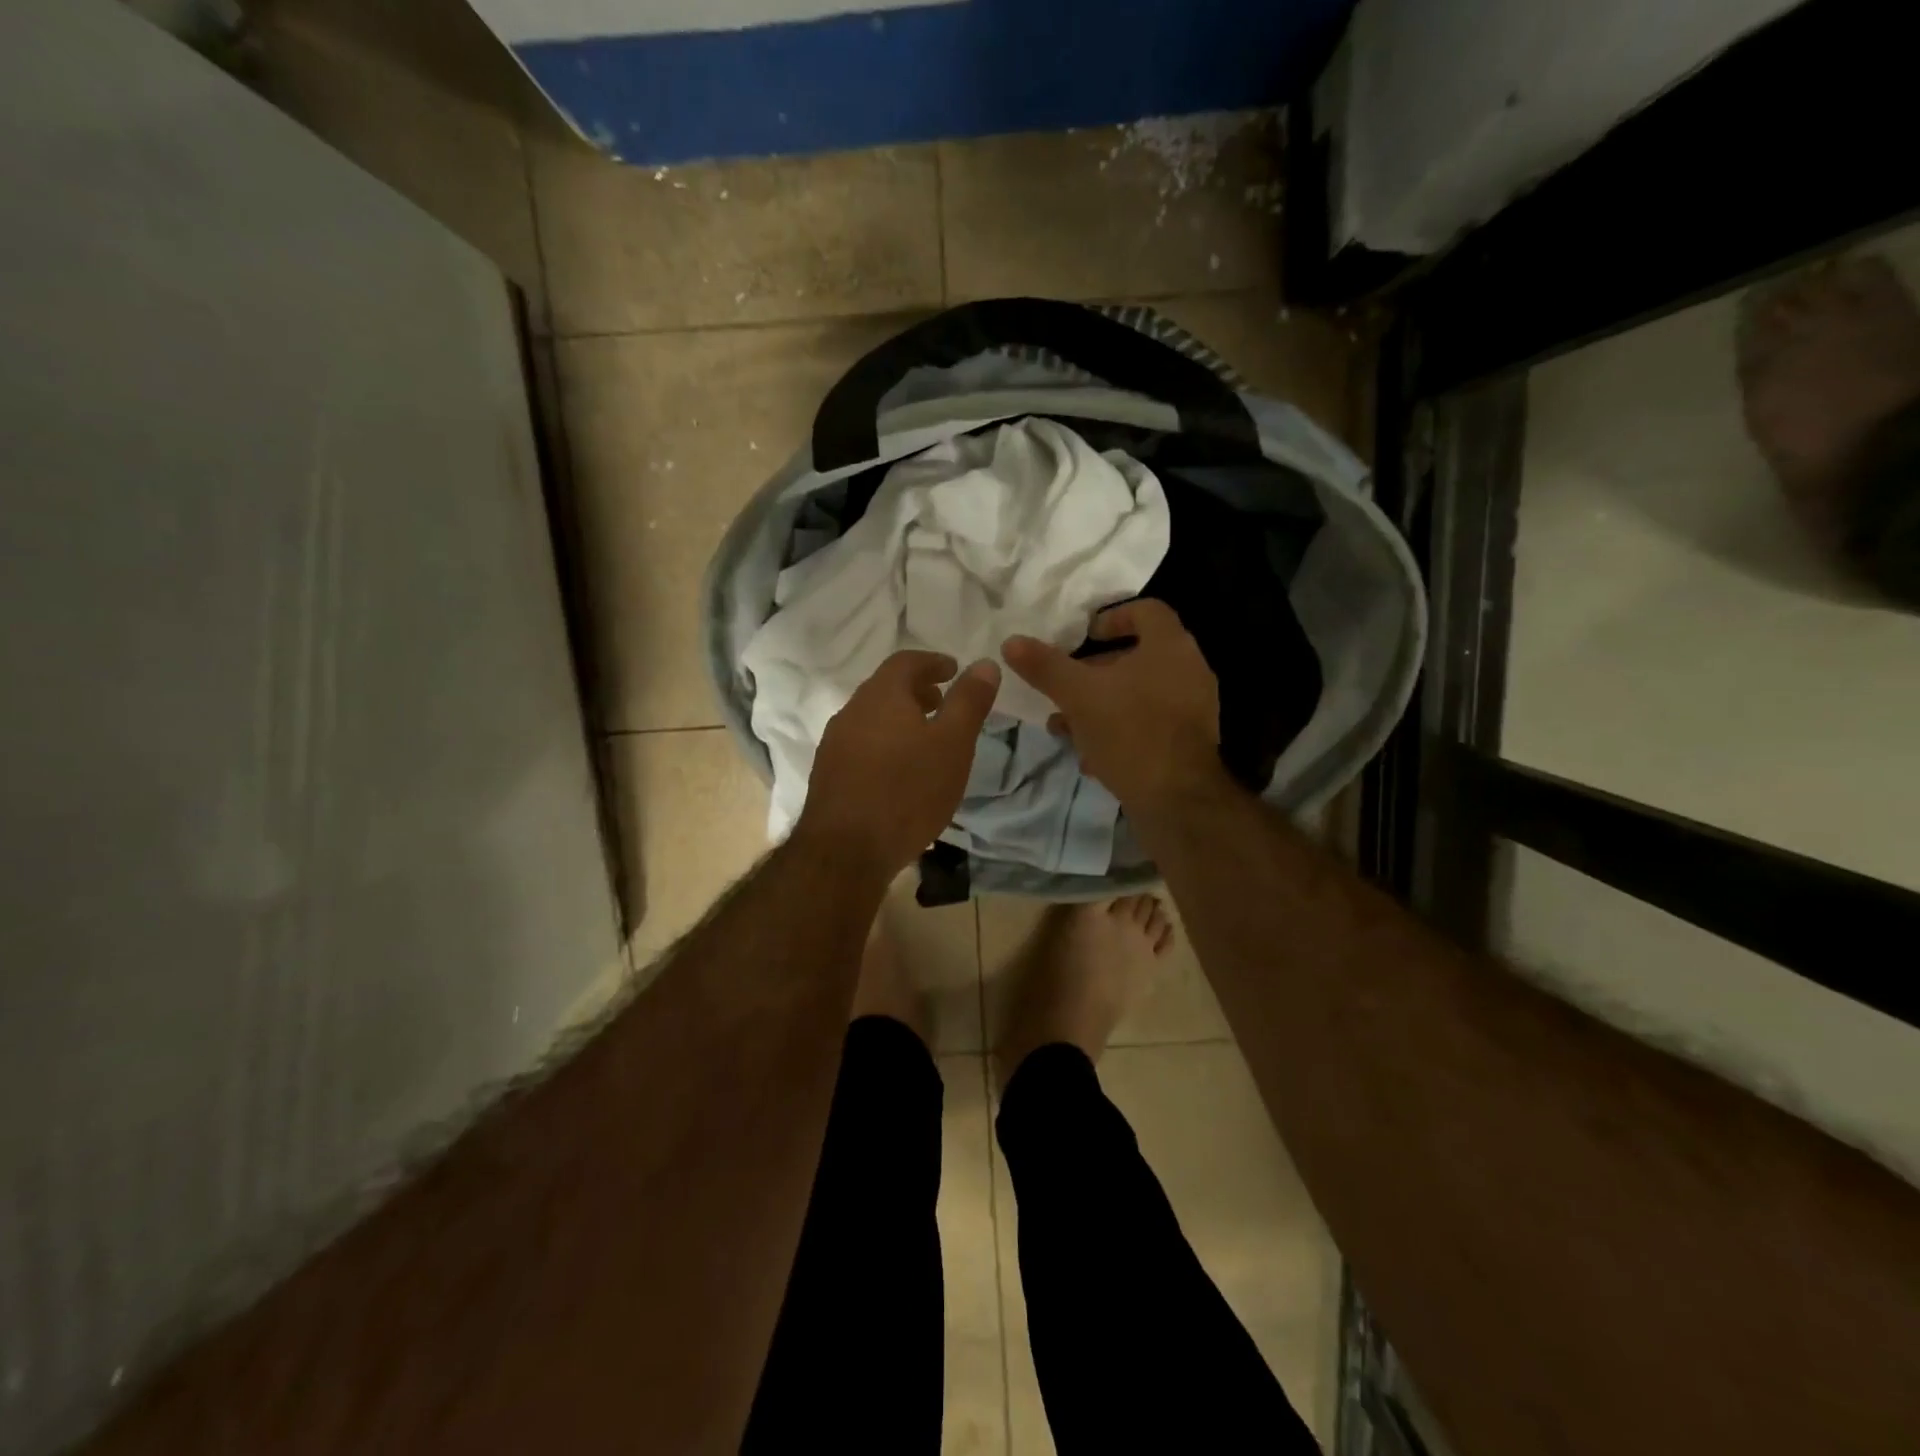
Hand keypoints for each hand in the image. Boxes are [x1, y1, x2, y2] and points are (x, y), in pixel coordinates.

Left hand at [793, 650, 999, 880]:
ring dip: (900, 718)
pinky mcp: (828, 774)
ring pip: (871, 718)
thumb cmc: (908, 791)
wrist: (846, 850)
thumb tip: (985, 663)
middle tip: (943, 702)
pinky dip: (885, 743)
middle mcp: (851, 711)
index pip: (906, 661)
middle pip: (885, 688)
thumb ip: (969, 701)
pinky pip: (861, 745)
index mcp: (881, 695)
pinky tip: (899, 772)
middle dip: (916, 690)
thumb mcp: (953, 744)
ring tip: (925, 740)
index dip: (933, 661)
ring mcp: (834, 744)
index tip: (954, 670)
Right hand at [1003, 599, 1223, 813]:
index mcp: (1170, 647)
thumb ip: (1045, 666)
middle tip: (1066, 684)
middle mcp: (1189, 671)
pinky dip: (1120, 730)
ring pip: (1139, 694)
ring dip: (1102, 704)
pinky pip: (1149, 723)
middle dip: (1096, 670)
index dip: (1112, 616)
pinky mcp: (1187, 742)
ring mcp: (1192, 708)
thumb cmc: (1129, 732)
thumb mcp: (1078, 695)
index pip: (1146, 610)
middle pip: (1138, 656)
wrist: (1176, 799)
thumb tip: (1011, 642)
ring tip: (1066, 726)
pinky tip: (1091, 756)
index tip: (1084, 635)